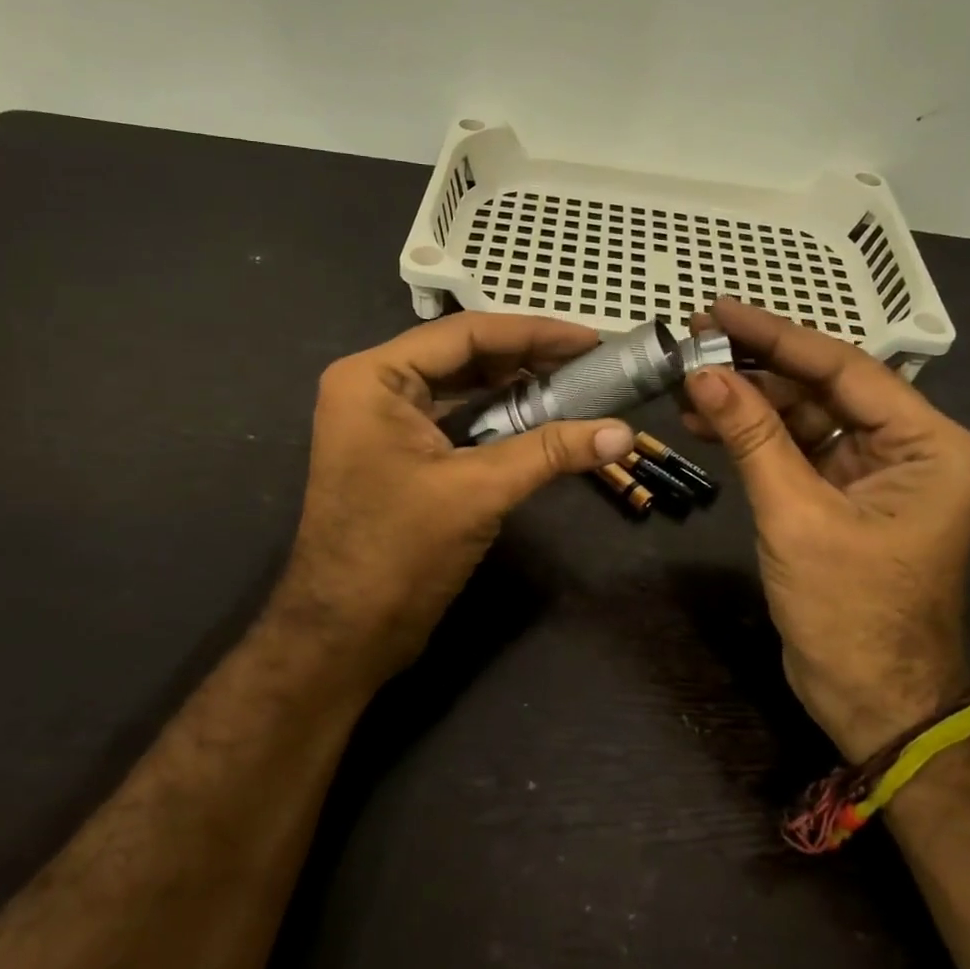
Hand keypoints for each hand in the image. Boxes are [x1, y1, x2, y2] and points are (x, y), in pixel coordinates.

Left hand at [269, 314, 634, 690]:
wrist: (345, 635)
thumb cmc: (399, 552)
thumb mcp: (478, 491)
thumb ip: (550, 453)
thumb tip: (624, 433)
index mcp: (375, 378)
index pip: (466, 334)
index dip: (534, 333)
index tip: (590, 339)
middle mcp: (375, 388)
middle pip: (464, 357)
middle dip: (529, 359)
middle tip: (591, 363)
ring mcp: (385, 423)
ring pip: (462, 390)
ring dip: (517, 390)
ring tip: (577, 387)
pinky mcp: (400, 454)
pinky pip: (457, 422)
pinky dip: (499, 420)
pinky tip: (543, 421)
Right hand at [684, 299, 969, 762]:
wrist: (872, 701)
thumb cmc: (849, 612)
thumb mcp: (796, 516)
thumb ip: (752, 438)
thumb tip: (702, 373)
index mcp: (928, 444)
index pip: (843, 368)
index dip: (776, 337)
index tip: (718, 311)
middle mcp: (909, 447)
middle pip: (823, 388)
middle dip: (756, 369)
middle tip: (692, 346)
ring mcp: (875, 471)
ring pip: (804, 416)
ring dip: (748, 404)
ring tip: (688, 387)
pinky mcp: (844, 494)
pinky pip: (796, 449)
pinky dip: (754, 437)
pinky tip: (709, 423)